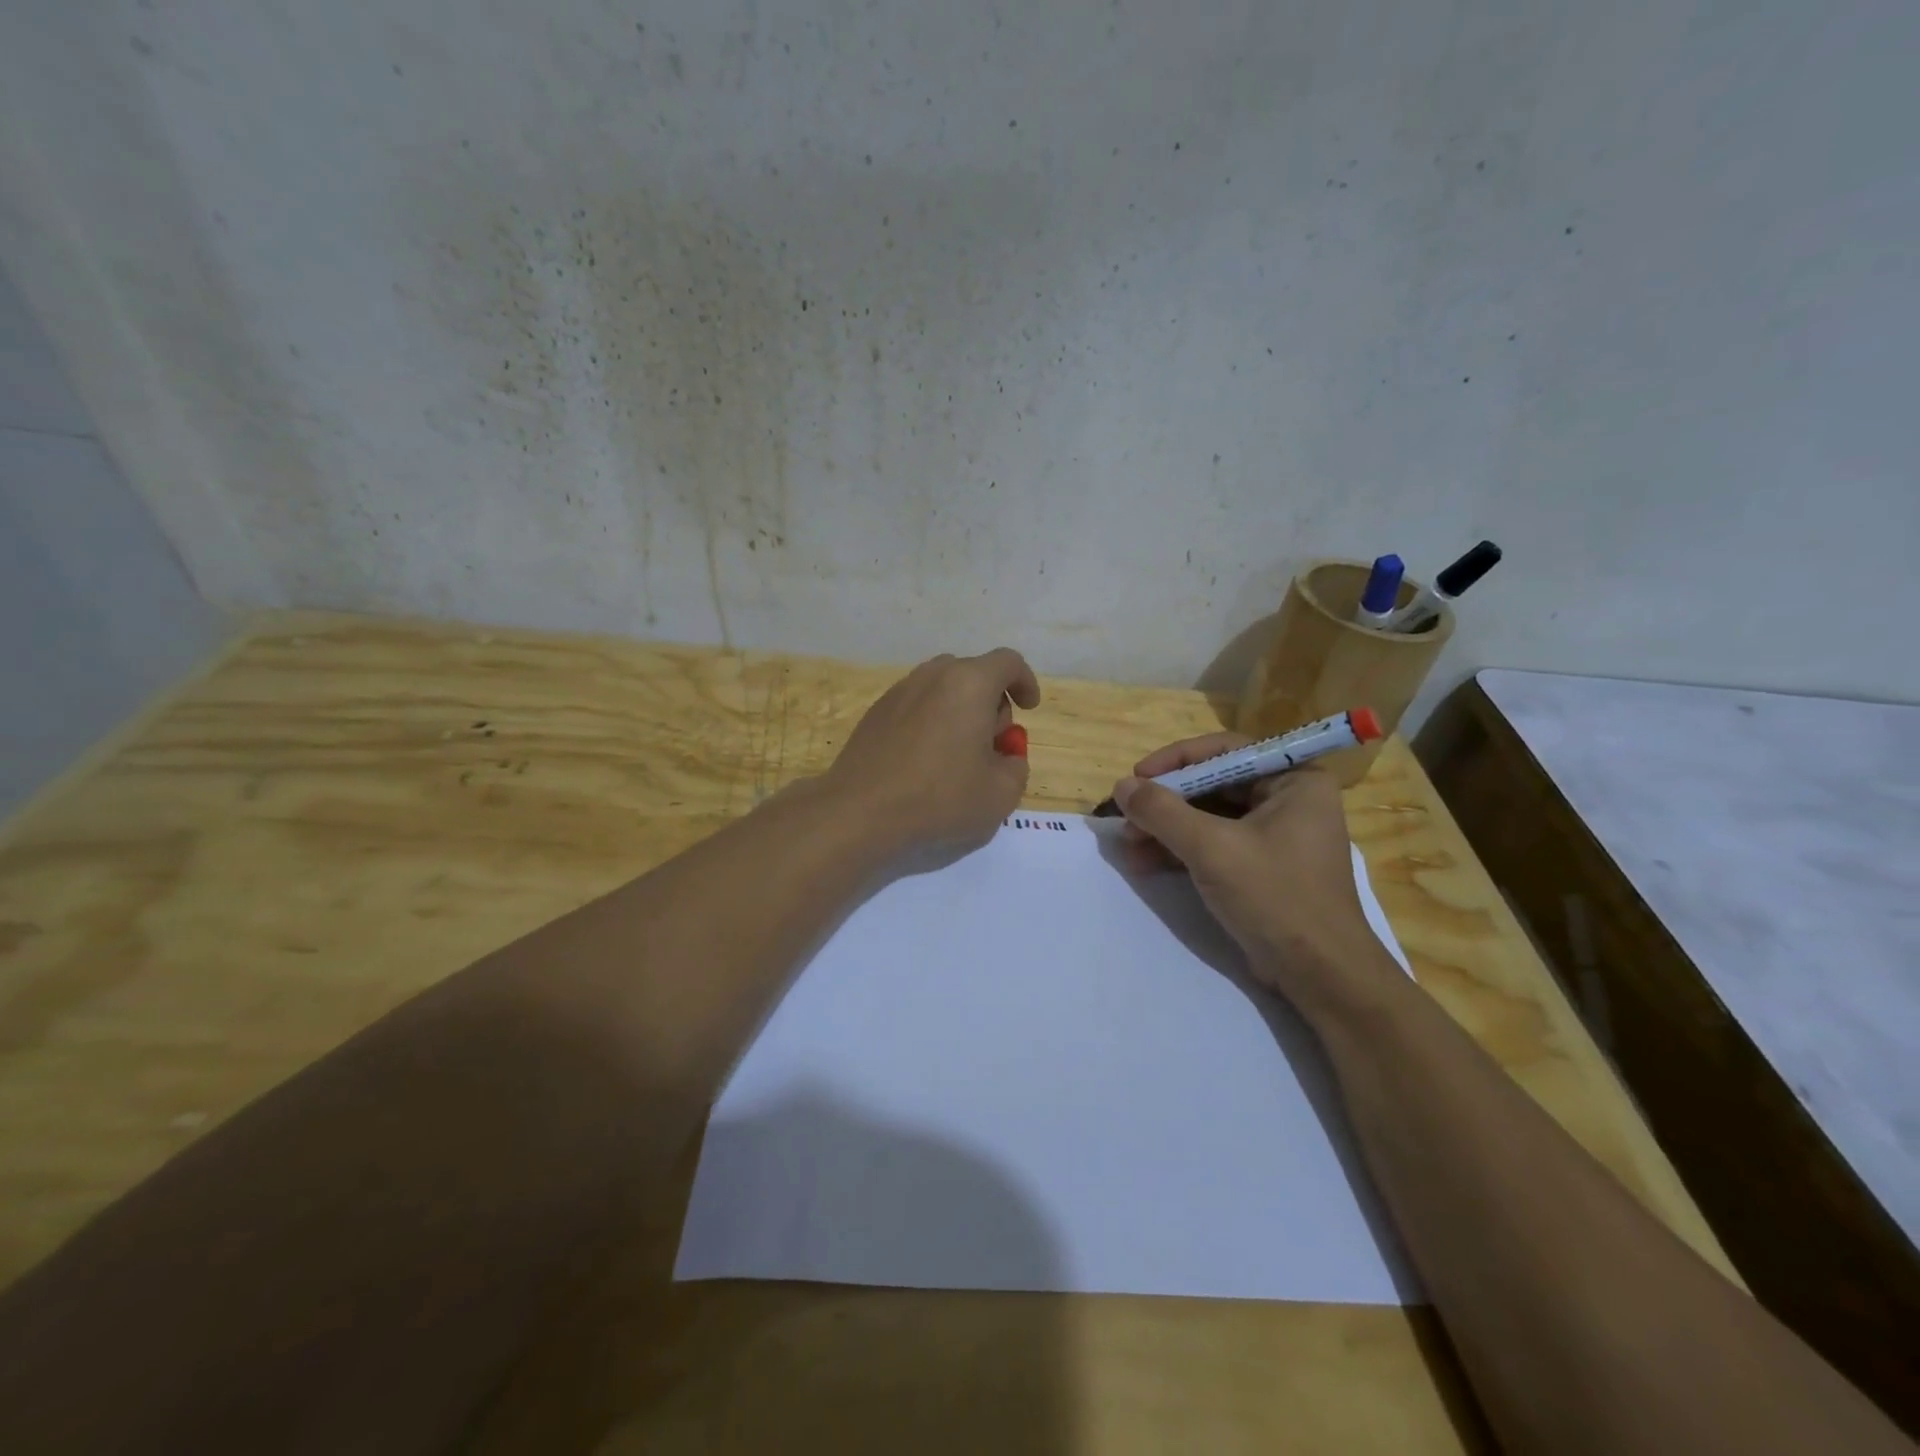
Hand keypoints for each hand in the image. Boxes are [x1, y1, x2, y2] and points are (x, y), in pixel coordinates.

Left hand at [821, 649, 1041, 855]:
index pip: (1008, 662)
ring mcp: (899, 691)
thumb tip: (1005, 756)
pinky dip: (931, 723)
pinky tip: (925, 763)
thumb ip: (1016, 766)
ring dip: (960, 713)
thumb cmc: (940, 798)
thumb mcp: (1001, 794)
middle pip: (974, 674)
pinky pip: (916, 706)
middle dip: (991, 703)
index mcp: (969, 683)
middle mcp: (933, 676)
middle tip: (992, 745)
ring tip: (958, 756)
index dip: (1025, 682)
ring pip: (942, 690)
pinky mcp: (875, 713)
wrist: (860, 811)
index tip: (1028, 708)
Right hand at [1110, 733, 1398, 1007]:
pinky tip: (1145, 862)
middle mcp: (1289, 800)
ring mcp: (1276, 836)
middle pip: (1214, 784)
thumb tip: (1122, 786)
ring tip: (1128, 845)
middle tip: (1127, 816)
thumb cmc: (1275, 896)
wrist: (1320, 975)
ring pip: (1210, 817)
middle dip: (1166, 802)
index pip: (1226, 751)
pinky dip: (1181, 851)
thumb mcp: (1212, 848)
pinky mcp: (1262, 867)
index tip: (1137, 777)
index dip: (1176, 760)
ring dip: (1167, 829)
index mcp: (1295, 780)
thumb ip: (1163, 812)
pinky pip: (1215, 844)